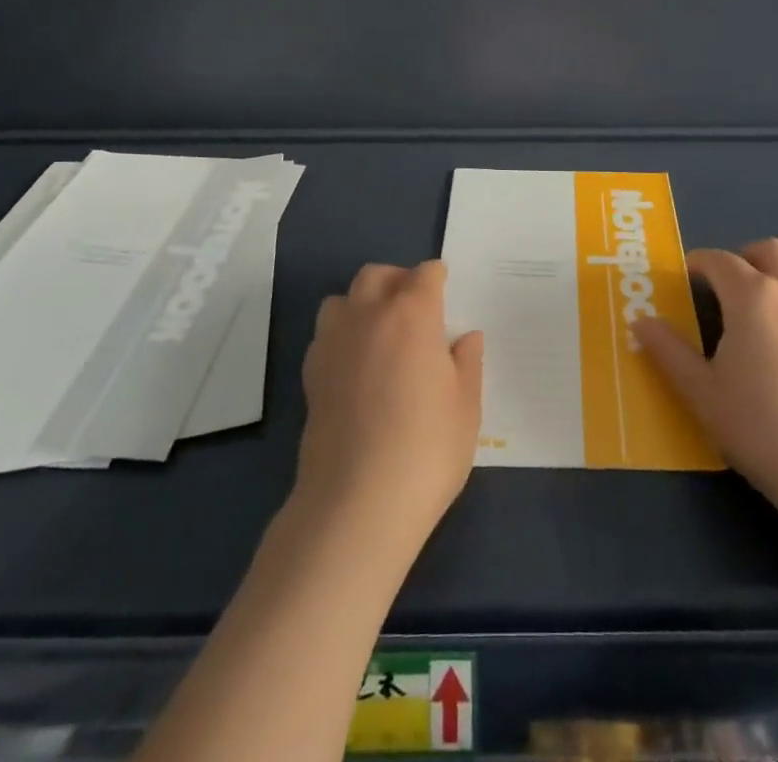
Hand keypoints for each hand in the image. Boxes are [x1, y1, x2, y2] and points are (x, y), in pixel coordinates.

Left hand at [291, 261, 483, 559]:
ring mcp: (333, 343)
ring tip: (381, 334)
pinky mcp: (310, 374)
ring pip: (342, 299)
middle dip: (397, 281)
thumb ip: (467, 363)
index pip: (425, 275)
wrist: (357, 503)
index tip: (446, 290)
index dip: (437, 279)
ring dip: (361, 304)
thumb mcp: (466, 406)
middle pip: (377, 275)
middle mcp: (368, 315)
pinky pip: (325, 335)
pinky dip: (341, 336)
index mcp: (412, 313)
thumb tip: (465, 337)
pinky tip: (357, 367)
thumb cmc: (426, 449)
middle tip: (415, 309)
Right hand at [634, 238, 777, 523]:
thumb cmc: (762, 430)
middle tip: (725, 287)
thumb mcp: (701, 394)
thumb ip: (668, 352)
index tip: (685, 279)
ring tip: (765, 304)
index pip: (719, 261)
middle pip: (769, 250)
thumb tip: (641, 321)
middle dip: (743, 258)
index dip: (698, 264)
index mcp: (752, 296)